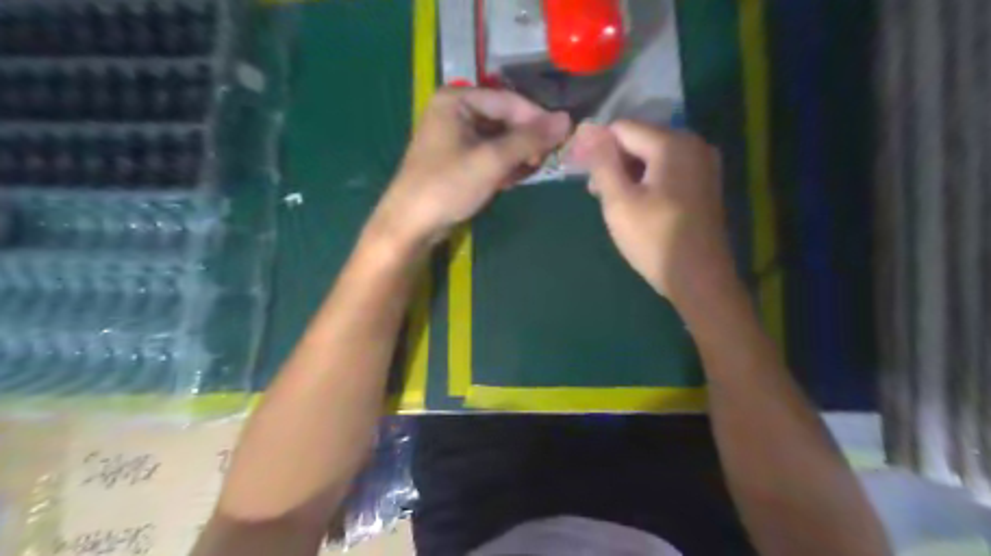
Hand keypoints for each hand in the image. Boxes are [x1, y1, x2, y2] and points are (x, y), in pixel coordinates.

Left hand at [369, 86, 572, 253]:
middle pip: (505, 119)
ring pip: (499, 139)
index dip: (537, 119)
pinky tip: (510, 180)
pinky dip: (503, 166)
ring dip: (517, 156)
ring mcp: (456, 136)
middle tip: (544, 161)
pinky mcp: (458, 159)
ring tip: (528, 172)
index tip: (563, 138)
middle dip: (526, 141)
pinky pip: (489, 155)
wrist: (411, 225)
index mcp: (456, 100)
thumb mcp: (491, 161)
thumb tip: (567, 121)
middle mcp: (455, 111)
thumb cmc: (447, 186)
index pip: (509, 101)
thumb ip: (529, 140)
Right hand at [573, 119, 734, 298]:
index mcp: (672, 143)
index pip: (622, 128)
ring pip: (652, 155)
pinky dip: (647, 180)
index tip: (581, 173)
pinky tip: (637, 204)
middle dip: (613, 160)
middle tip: (596, 193)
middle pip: (639, 138)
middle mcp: (693, 143)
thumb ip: (602, 162)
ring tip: (613, 202)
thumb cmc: (654, 240)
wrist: (699, 279)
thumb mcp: (619, 201)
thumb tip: (587, 131)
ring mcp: (703, 163)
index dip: (596, 146)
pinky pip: (667, 169)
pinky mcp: (704, 182)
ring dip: (628, 172)